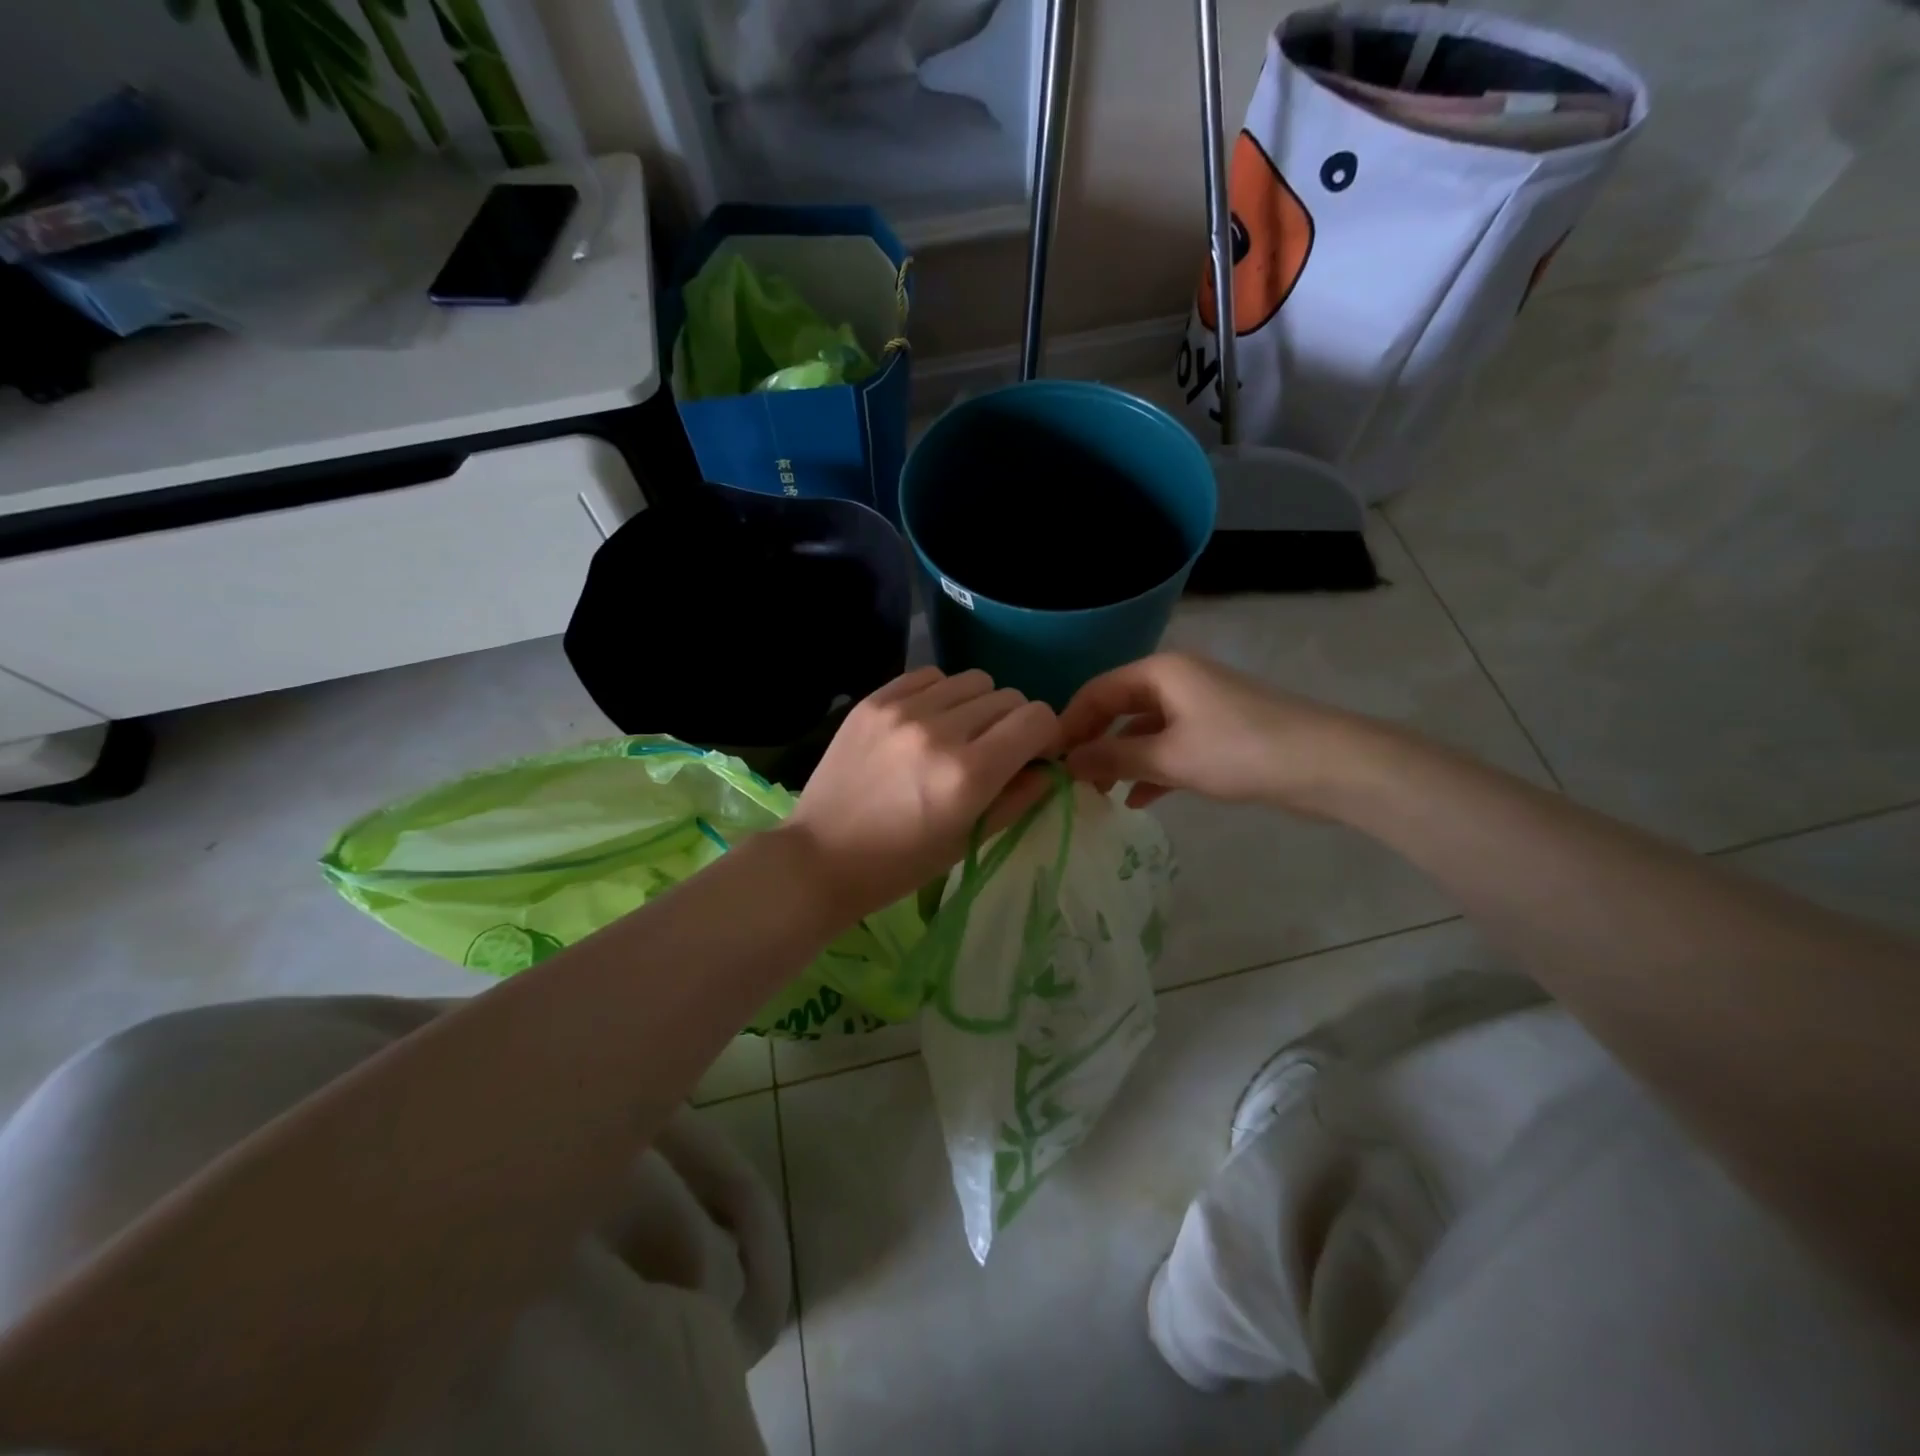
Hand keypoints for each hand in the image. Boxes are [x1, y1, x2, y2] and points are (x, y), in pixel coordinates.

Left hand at [781, 668, 1058, 922]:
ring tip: (957, 735)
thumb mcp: (969, 840)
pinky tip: (926, 723)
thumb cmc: (900, 864)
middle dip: (1013, 724)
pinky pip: (930, 676)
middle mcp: (940, 730)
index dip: (1044, 737)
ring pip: (972, 680)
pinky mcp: (874, 701)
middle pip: (1008, 697)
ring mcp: (903, 710)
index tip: (1031, 756)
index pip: (1037, 719)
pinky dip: (940, 695)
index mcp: (969, 773)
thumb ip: (1019, 797)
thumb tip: (1048, 765)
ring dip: (978, 706)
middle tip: (993, 752)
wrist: (820, 857)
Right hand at [1057, 652, 1371, 813]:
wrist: (1328, 766)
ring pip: (1143, 731)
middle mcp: (1176, 682)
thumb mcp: (1168, 756)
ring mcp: (1199, 708)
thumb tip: (1065, 762)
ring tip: (1097, 794)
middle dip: (1093, 743)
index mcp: (1160, 673)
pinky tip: (1137, 801)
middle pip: (1118, 709)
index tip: (1048, 759)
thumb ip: (1112, 757)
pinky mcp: (1218, 734)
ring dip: (1120, 760)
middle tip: (1069, 780)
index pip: (1097, 691)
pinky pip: (1170, 747)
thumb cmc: (1239, 751)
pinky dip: (1151, 770)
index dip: (1069, 723)